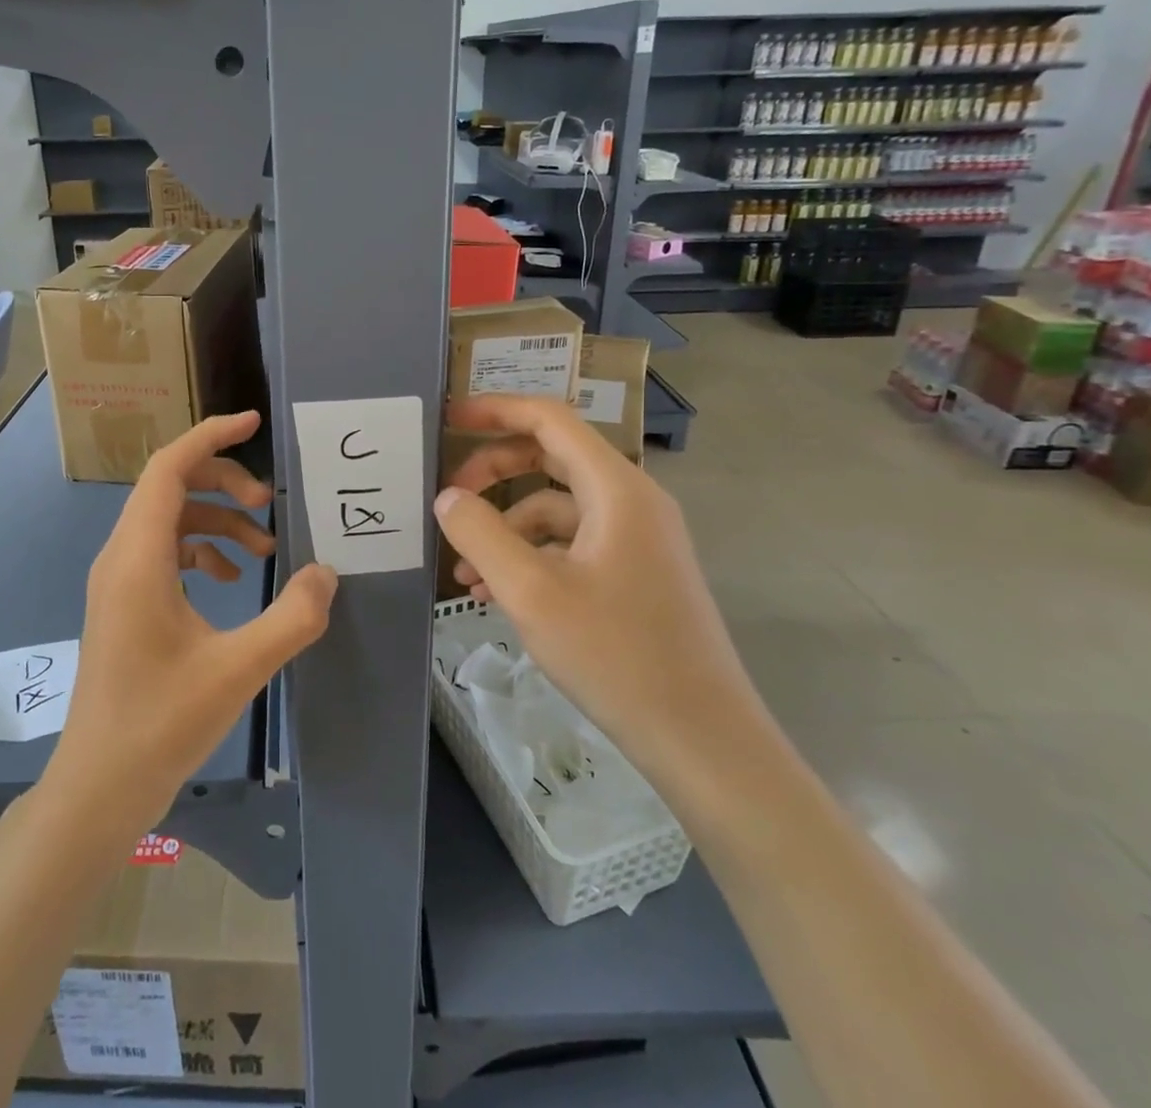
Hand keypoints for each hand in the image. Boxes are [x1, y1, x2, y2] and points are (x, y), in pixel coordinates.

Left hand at [43, 412, 336, 844]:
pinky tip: (232, 578)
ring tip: (264, 548)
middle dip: (224, 482)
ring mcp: (119, 581)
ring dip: (218, 519)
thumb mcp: (238, 669)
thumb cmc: (160, 724)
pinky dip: (202, 549)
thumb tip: (327, 572)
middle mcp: (121, 557)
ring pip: (169, 519)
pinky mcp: (125, 604)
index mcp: (138, 557)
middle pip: (170, 486)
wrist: (99, 788)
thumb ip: (291, 617)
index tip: (254, 422)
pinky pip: (165, 552)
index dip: (210, 436)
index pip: (168, 467)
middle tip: (270, 503)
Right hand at [435, 395, 764, 783]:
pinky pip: (572, 545)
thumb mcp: (530, 592)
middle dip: (493, 473)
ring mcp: (637, 539)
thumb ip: (480, 534)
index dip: (496, 410)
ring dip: (505, 528)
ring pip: (556, 509)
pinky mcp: (635, 574)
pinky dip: (530, 557)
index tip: (449, 417)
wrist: (702, 740)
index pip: (550, 420)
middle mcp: (631, 502)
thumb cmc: (616, 656)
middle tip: (448, 499)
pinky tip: (497, 596)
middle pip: (551, 459)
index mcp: (616, 489)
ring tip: (464, 574)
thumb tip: (448, 498)